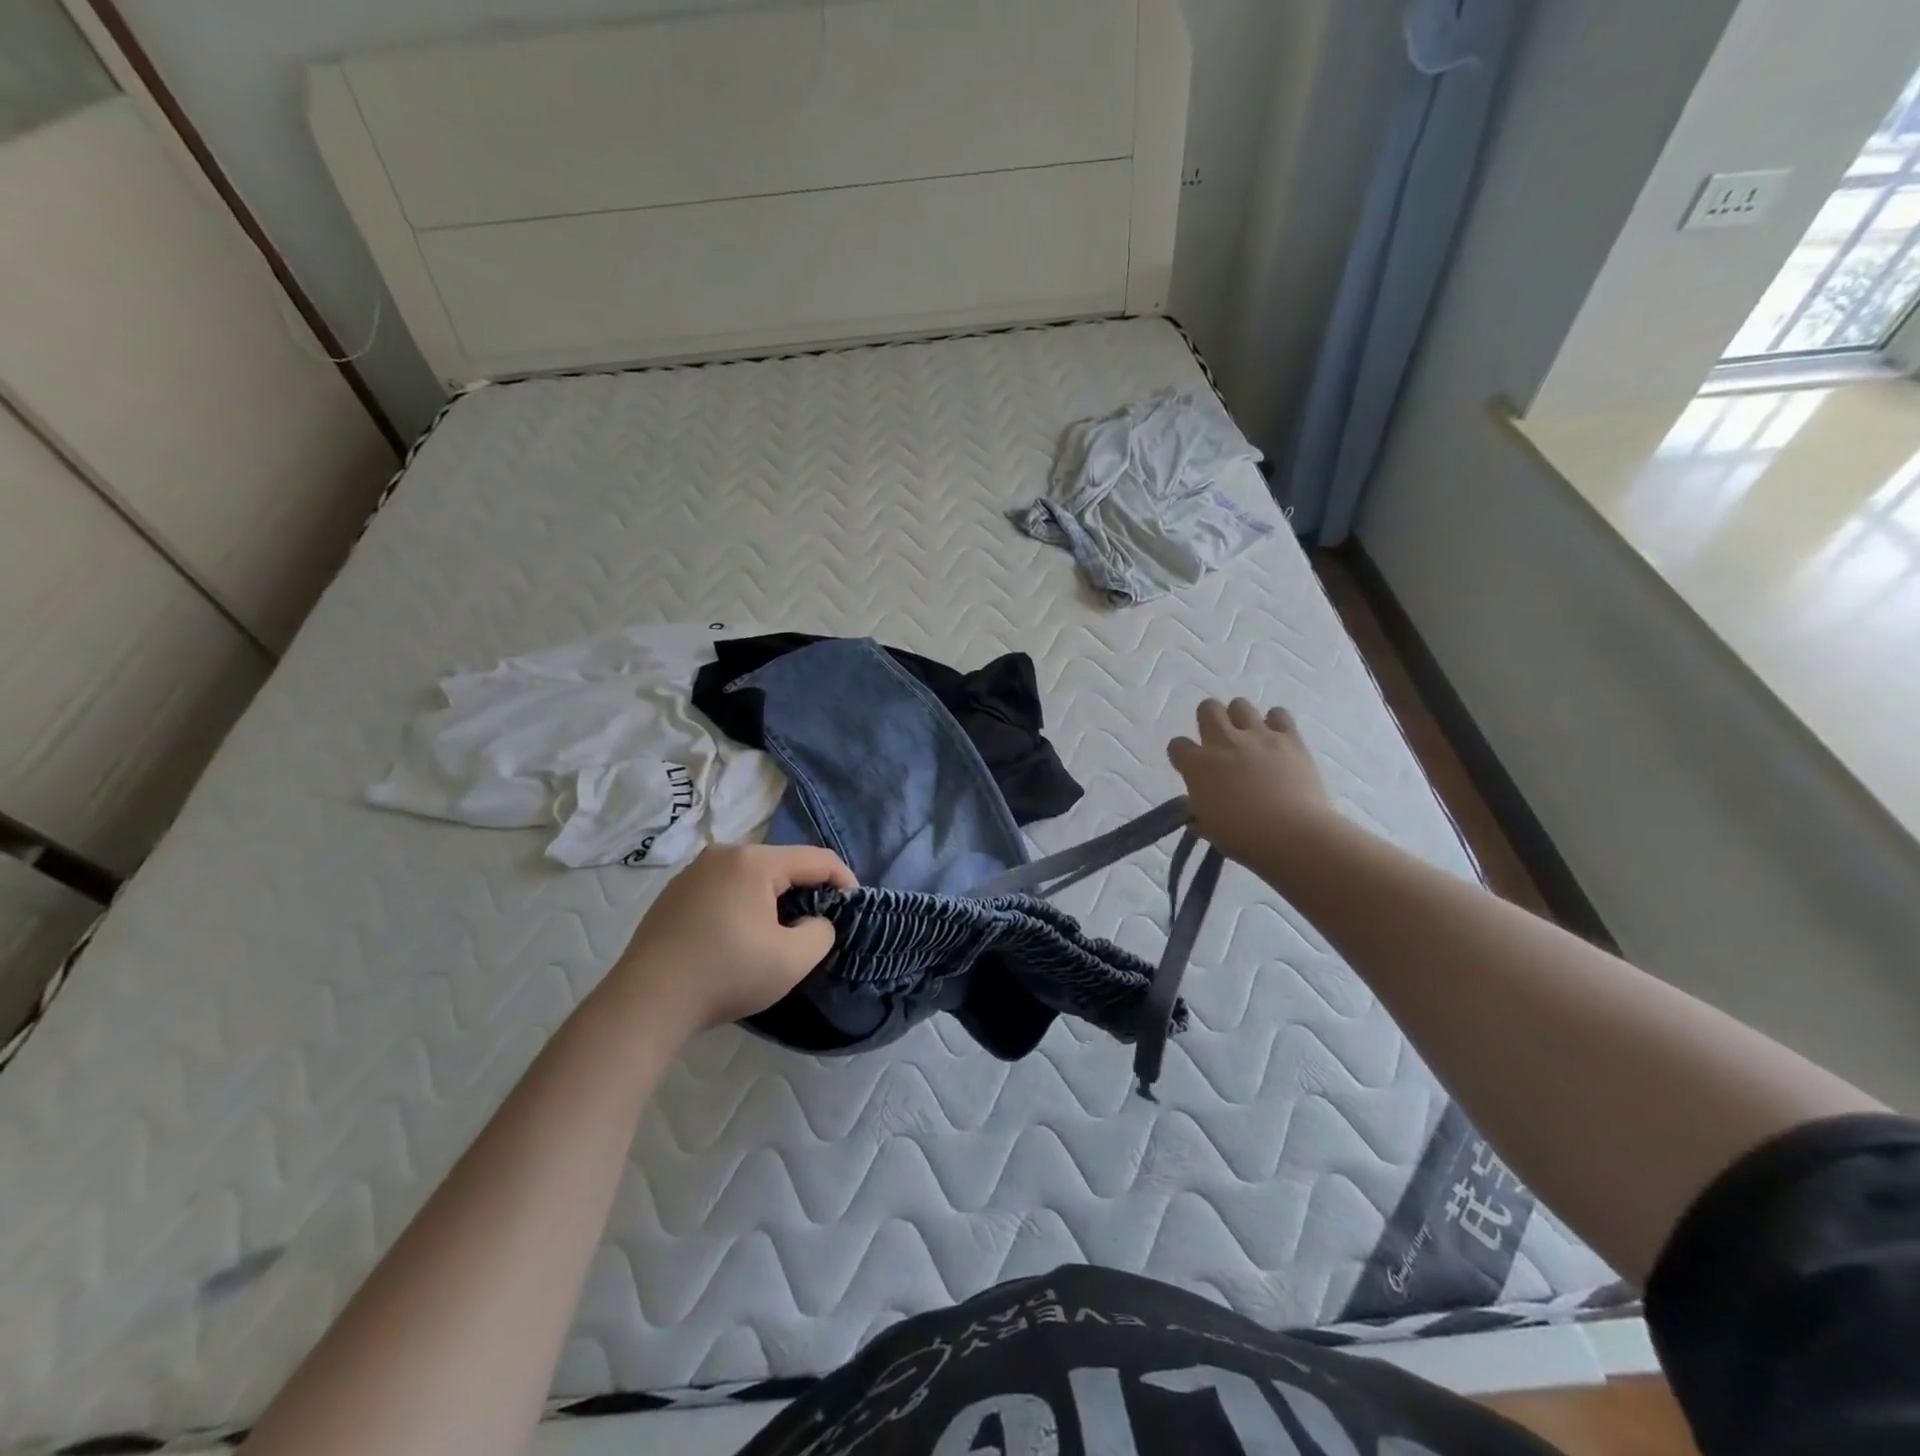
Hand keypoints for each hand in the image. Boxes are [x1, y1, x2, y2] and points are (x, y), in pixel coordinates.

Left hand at [605, 844, 854, 1036]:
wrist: (646, 1003)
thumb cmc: (726, 974)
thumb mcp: (792, 960)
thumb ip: (821, 932)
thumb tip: (814, 923)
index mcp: (754, 861)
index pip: (817, 859)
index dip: (844, 880)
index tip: (855, 908)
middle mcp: (723, 854)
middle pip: (783, 864)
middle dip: (807, 891)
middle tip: (818, 924)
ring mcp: (694, 872)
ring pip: (753, 876)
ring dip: (775, 899)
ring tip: (781, 933)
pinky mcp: (675, 894)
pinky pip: (726, 888)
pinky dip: (745, 905)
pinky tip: (741, 938)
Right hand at [1168, 698, 1334, 866]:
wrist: (1292, 834)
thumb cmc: (1243, 837)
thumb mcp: (1210, 829)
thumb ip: (1200, 815)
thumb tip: (1197, 818)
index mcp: (1197, 765)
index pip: (1177, 745)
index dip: (1182, 754)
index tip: (1190, 766)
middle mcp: (1223, 742)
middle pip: (1208, 709)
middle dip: (1209, 719)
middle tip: (1218, 740)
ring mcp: (1257, 736)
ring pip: (1240, 704)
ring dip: (1240, 717)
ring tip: (1248, 736)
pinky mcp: (1289, 738)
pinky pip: (1279, 714)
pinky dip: (1276, 722)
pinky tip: (1277, 737)